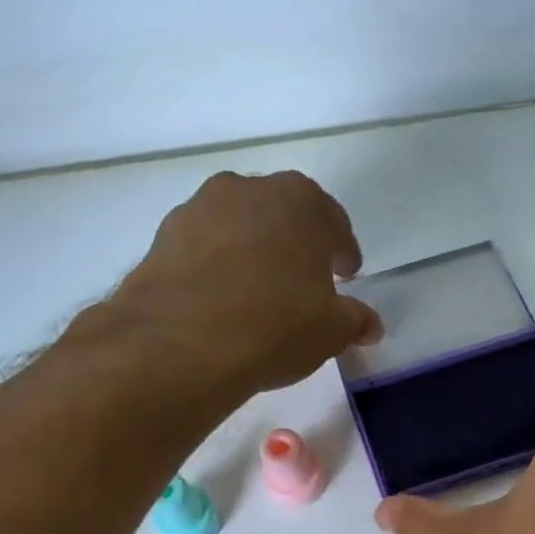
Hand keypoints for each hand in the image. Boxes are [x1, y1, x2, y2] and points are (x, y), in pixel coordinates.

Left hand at [112, 171, 379, 395]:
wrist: (181, 343)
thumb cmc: (275, 327)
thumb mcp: (330, 332)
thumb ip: (355, 321)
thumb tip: (370, 325)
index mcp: (300, 201)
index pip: (333, 221)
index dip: (343, 251)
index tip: (346, 275)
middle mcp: (248, 189)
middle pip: (283, 215)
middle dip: (296, 245)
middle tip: (304, 282)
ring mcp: (200, 208)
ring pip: (239, 227)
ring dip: (253, 252)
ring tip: (258, 293)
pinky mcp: (164, 237)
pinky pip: (204, 248)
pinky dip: (217, 266)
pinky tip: (221, 301)